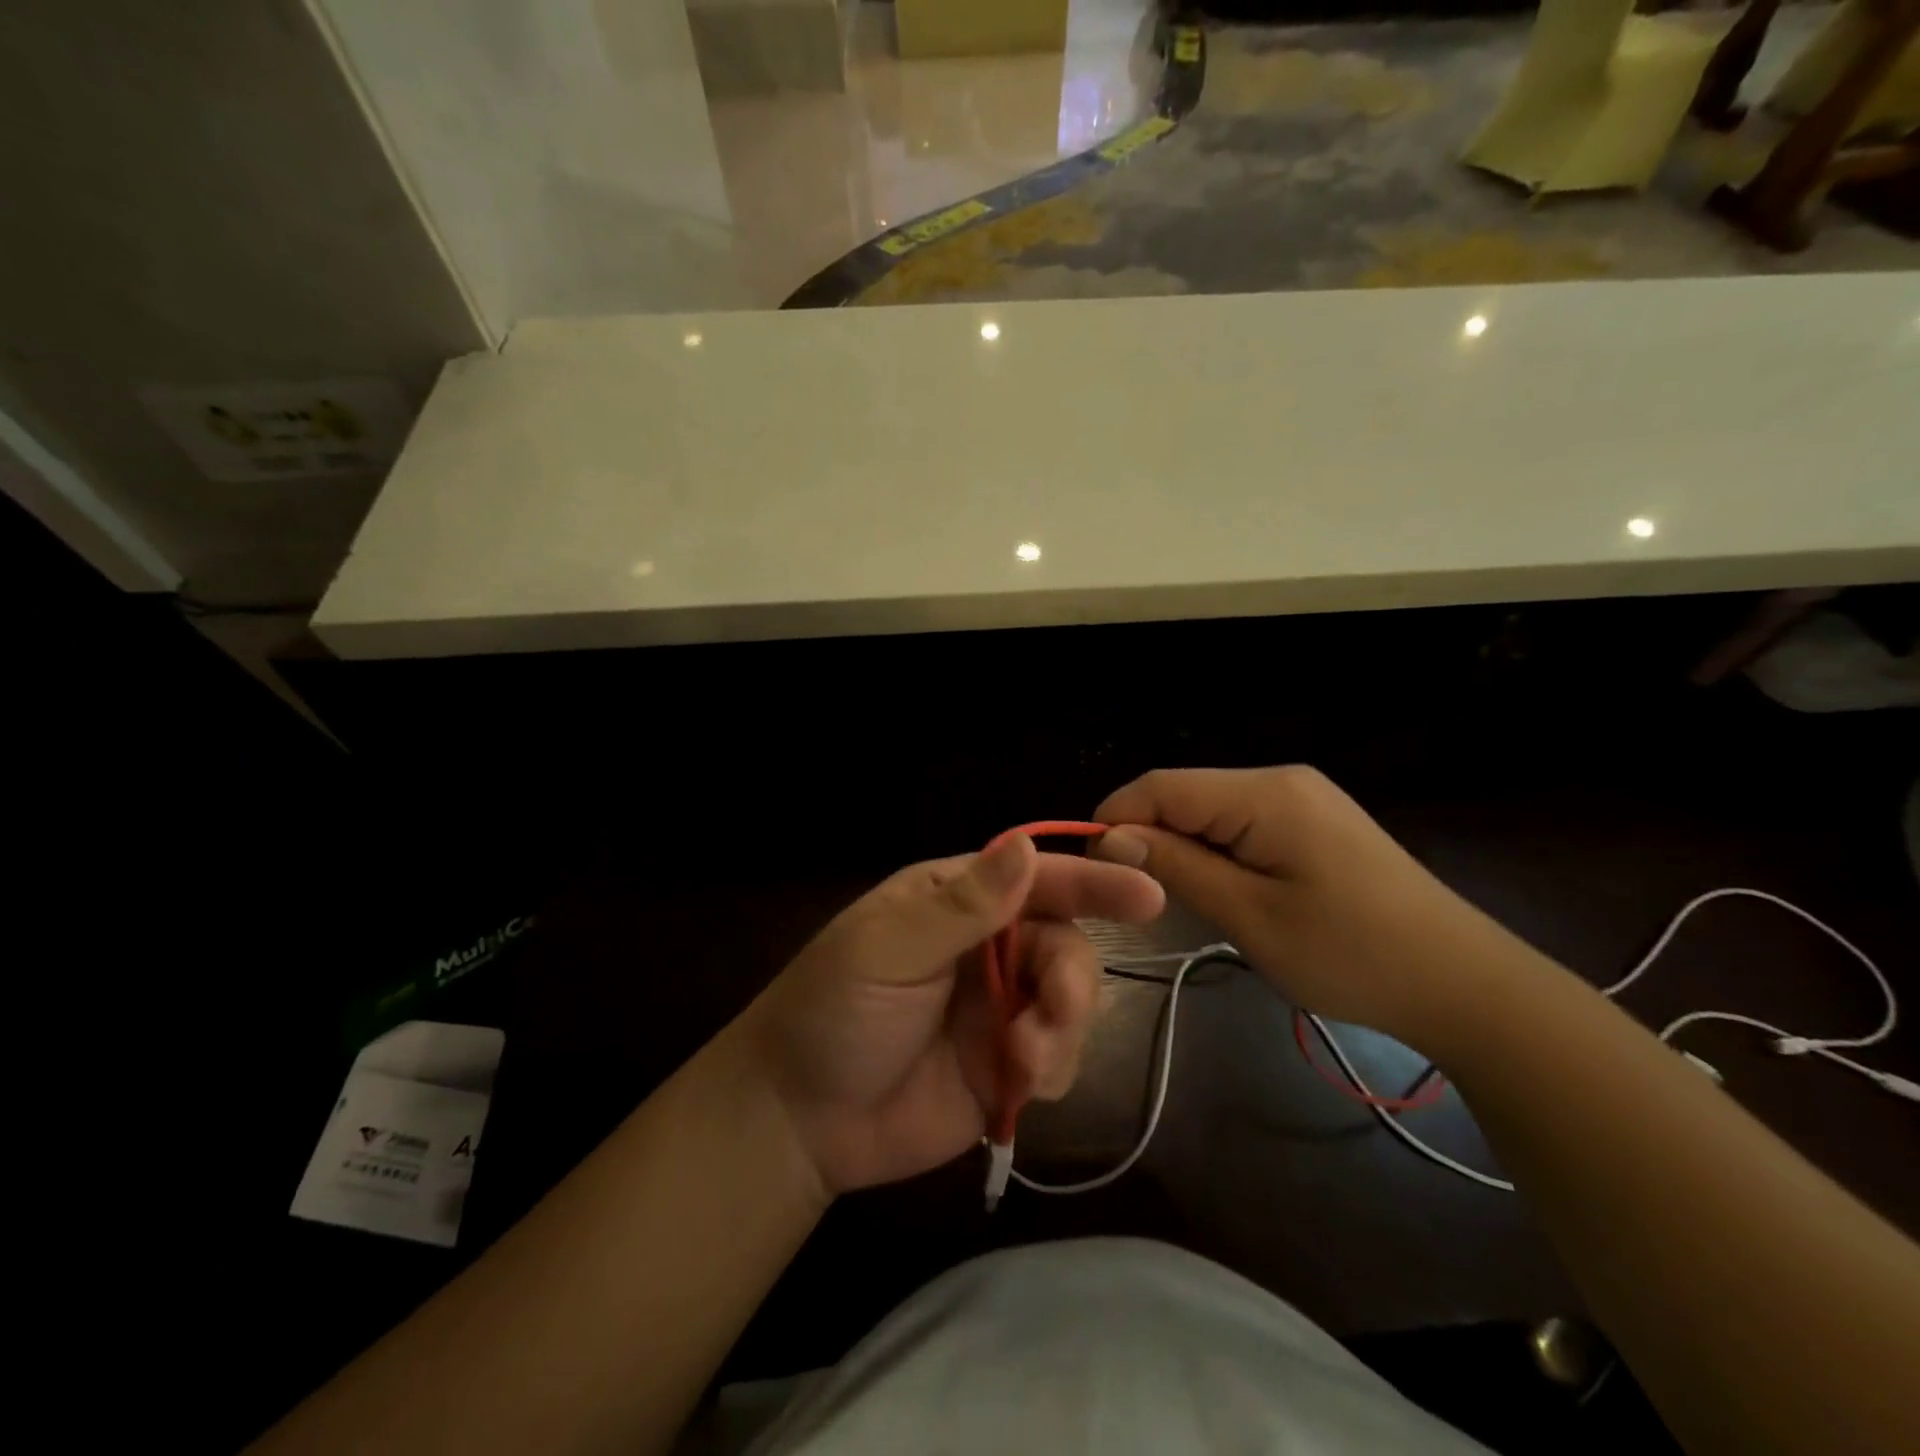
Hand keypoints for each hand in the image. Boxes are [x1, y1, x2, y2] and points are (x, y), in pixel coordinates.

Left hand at [744, 833, 1163, 1195]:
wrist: (798, 1119)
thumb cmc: (833, 1011)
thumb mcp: (888, 949)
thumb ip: (961, 905)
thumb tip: (1024, 844)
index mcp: (957, 900)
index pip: (1037, 878)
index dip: (1092, 883)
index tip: (1148, 896)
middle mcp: (988, 946)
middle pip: (1066, 943)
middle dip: (1072, 979)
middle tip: (1052, 1013)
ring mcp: (1000, 1007)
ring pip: (1071, 1001)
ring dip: (1063, 1030)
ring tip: (1022, 1063)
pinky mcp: (1005, 1065)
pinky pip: (1059, 1057)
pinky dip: (1055, 1068)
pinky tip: (1019, 1086)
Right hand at [1092, 766, 1506, 1045]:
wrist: (1464, 985)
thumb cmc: (1352, 955)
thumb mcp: (1250, 916)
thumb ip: (1177, 867)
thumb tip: (1110, 835)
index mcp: (1264, 793)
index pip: (1160, 786)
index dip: (1114, 819)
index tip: (1091, 869)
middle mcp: (1279, 780)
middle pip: (1183, 794)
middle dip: (1147, 836)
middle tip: (1134, 897)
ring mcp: (1300, 798)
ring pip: (1209, 810)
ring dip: (1180, 848)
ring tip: (1173, 900)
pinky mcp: (1312, 822)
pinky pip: (1240, 824)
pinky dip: (1214, 852)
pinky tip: (1219, 890)